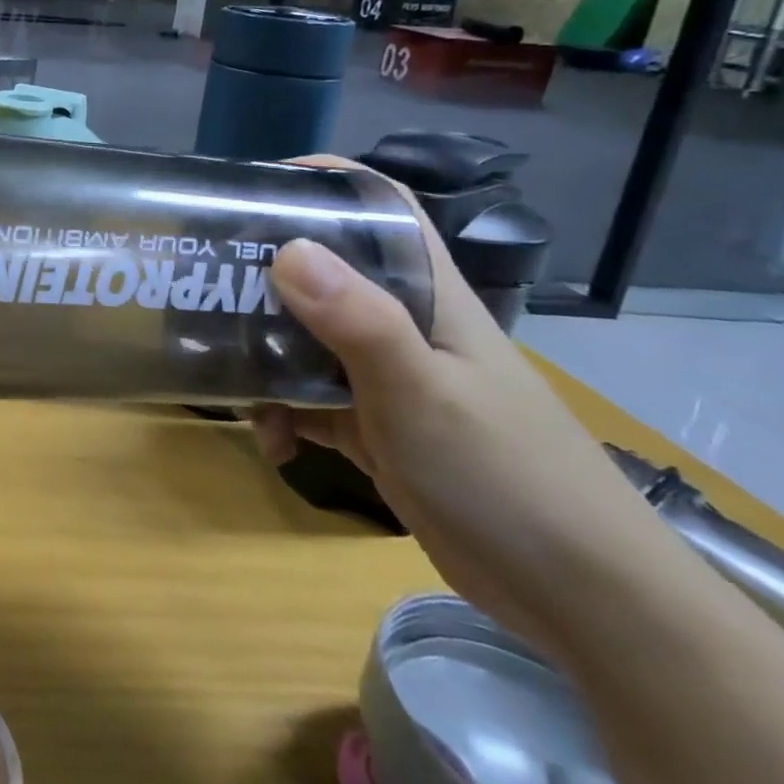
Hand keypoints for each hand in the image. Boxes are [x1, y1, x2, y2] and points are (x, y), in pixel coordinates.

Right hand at [251, 172, 658, 651]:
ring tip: (227, 383)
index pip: (379, 208)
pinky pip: (309, 402)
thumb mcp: (421, 394)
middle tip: (202, 287)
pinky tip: (273, 446)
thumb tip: (287, 248)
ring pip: (305, 340)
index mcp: (425, 296)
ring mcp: (387, 377)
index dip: (323, 182)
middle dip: (262, 277)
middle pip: (322, 273)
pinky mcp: (376, 426)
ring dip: (262, 359)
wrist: (581, 601)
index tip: (251, 191)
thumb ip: (358, 322)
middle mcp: (401, 324)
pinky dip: (282, 416)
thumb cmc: (506, 478)